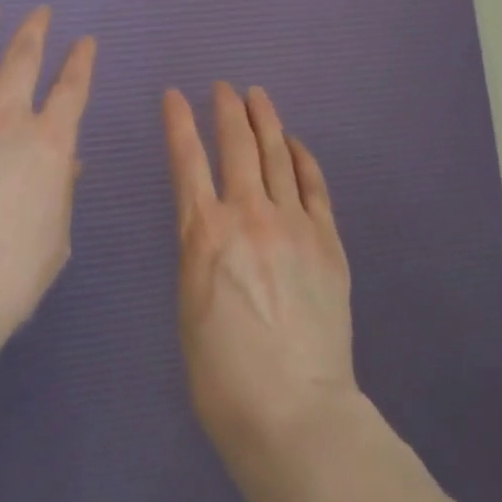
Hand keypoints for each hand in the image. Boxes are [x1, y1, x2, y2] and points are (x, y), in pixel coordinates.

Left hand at [0, 1, 96, 346]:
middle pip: (22, 59)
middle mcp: (3, 119)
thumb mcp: (53, 240)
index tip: (85, 41)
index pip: (72, 89)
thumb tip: (69, 163)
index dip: (81, 61)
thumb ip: (60, 193)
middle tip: (40, 11)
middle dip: (34, 30)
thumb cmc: (6, 278)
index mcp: (46, 144)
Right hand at [164, 82, 356, 462]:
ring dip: (265, 120)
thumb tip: (209, 225)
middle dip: (227, 109)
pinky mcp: (327, 241)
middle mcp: (248, 215)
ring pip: (277, 155)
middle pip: (237, 145)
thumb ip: (199, 253)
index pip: (187, 160)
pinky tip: (295, 143)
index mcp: (204, 233)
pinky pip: (314, 185)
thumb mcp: (188, 305)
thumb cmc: (222, 375)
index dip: (179, 122)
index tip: (174, 95)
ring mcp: (293, 224)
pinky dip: (303, 157)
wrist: (294, 413)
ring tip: (257, 96)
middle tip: (223, 88)